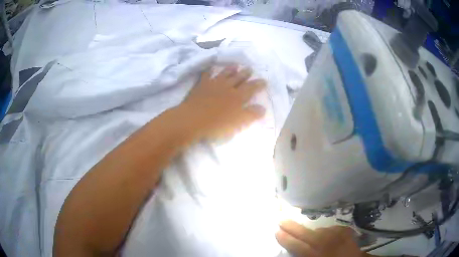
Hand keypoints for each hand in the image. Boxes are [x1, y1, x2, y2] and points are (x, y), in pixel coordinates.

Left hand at [179, 66, 266, 139]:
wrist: (193, 119)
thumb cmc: (217, 124)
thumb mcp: (238, 123)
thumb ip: (251, 114)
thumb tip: (263, 108)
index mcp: (238, 97)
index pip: (251, 88)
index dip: (258, 84)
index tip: (264, 80)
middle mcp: (227, 87)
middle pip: (238, 78)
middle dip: (245, 73)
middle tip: (250, 69)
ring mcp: (213, 84)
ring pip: (224, 74)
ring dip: (230, 69)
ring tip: (235, 65)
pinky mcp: (201, 85)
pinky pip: (206, 75)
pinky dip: (209, 71)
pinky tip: (210, 69)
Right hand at [276, 220, 364, 256]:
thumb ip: (305, 255)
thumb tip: (294, 250)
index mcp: (317, 254)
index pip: (297, 245)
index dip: (286, 238)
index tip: (276, 230)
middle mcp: (326, 242)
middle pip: (305, 233)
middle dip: (292, 226)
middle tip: (280, 219)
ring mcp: (337, 235)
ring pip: (319, 230)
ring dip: (311, 232)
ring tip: (308, 235)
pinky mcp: (345, 230)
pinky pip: (331, 229)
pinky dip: (326, 232)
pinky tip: (327, 236)